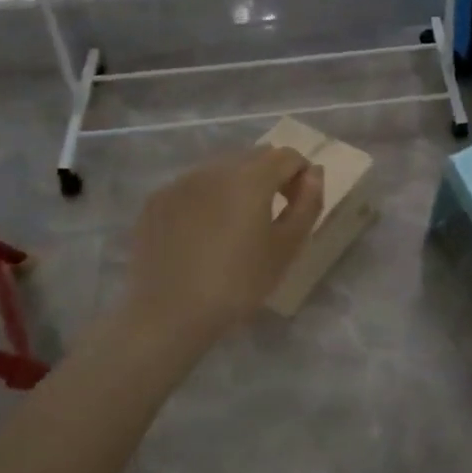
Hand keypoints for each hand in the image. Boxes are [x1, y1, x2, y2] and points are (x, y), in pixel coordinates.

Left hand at [122, 147, 324, 338]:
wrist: (167, 316)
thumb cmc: (237, 283)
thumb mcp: (287, 247)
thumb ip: (308, 203)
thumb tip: (314, 173)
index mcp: (251, 177)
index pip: (288, 156)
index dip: (301, 176)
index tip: (298, 206)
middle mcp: (215, 168)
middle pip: (255, 156)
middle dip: (271, 176)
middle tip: (271, 214)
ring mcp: (182, 181)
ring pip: (223, 168)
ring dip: (238, 184)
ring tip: (235, 223)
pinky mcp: (157, 200)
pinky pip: (194, 185)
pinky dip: (207, 197)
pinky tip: (202, 232)